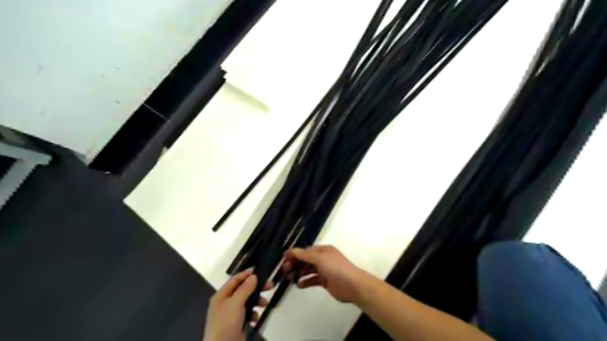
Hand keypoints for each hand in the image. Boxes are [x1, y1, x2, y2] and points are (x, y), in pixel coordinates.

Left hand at [205, 270, 273, 340]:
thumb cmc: (226, 323)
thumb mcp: (236, 303)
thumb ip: (245, 288)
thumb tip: (253, 276)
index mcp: (221, 295)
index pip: (235, 279)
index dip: (247, 274)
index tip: (259, 270)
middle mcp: (225, 302)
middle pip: (243, 289)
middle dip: (256, 288)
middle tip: (270, 285)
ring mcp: (231, 314)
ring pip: (247, 301)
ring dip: (257, 301)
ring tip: (264, 304)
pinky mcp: (237, 323)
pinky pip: (248, 313)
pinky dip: (253, 313)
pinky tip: (255, 318)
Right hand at [283, 244, 370, 301]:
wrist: (353, 285)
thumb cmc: (336, 268)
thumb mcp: (320, 259)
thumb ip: (305, 255)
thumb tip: (292, 250)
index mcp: (323, 250)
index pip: (305, 250)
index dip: (294, 254)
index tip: (283, 259)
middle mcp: (323, 258)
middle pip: (305, 260)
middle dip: (295, 264)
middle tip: (284, 270)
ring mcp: (324, 270)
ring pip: (308, 270)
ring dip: (299, 273)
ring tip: (289, 278)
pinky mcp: (325, 281)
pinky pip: (312, 280)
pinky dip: (305, 282)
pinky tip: (299, 285)